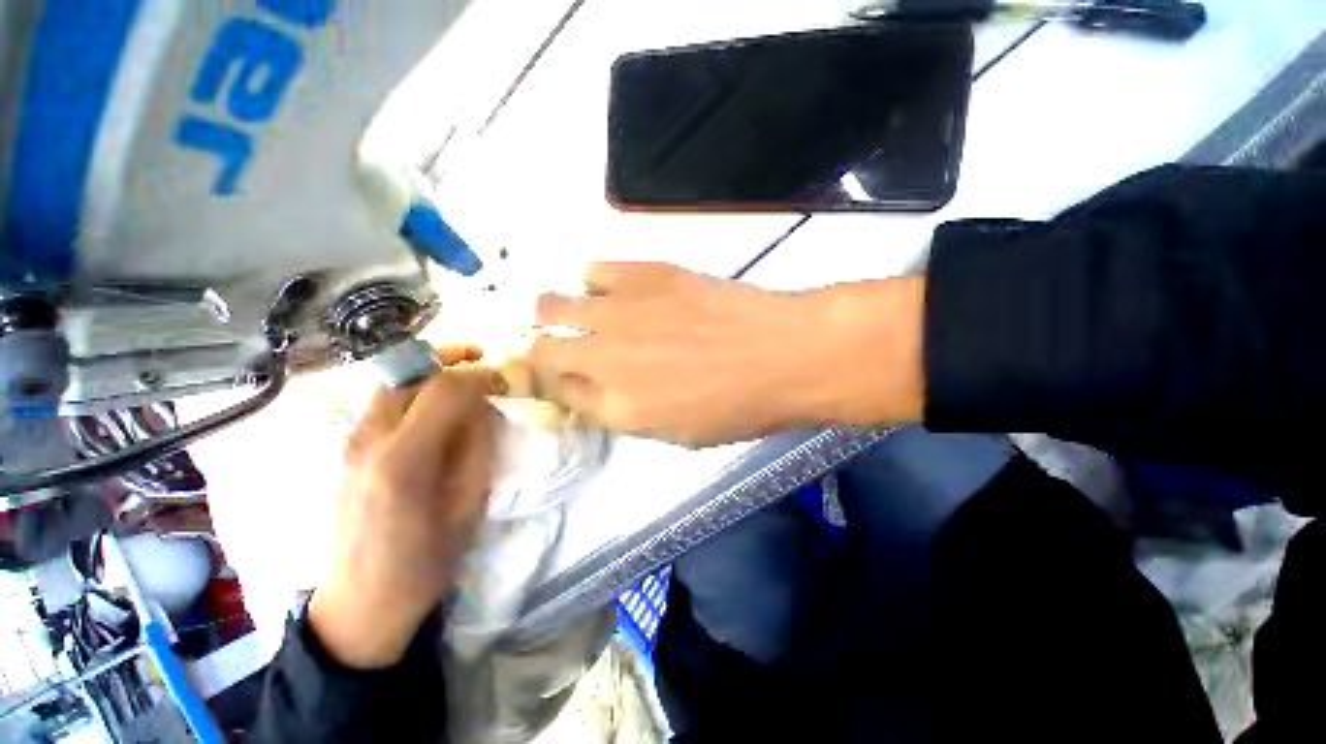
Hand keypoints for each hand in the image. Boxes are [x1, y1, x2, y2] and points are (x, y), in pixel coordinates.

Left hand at [309, 346, 497, 668]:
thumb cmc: (428, 558)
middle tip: (484, 362)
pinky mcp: (348, 448)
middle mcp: (368, 439)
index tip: (504, 378)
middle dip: (452, 360)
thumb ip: (477, 443)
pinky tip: (438, 408)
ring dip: (433, 373)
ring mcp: (351, 442)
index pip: (445, 388)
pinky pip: (385, 401)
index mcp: (404, 458)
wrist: (365, 600)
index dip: (480, 374)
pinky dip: (416, 391)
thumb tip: (484, 403)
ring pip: (395, 383)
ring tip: (465, 381)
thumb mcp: (469, 501)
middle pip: (411, 373)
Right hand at [525, 263, 925, 446]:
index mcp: (616, 408)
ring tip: (569, 310)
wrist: (782, 354)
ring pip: (550, 303)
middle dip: (537, 348)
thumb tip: (599, 392)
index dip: (550, 386)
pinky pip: (593, 270)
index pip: (556, 394)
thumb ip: (629, 413)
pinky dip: (591, 280)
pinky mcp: (644, 274)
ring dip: (552, 310)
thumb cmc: (738, 408)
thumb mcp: (679, 433)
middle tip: (553, 344)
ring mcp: (619, 313)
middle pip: (541, 349)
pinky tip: (608, 287)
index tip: (552, 378)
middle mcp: (604, 360)